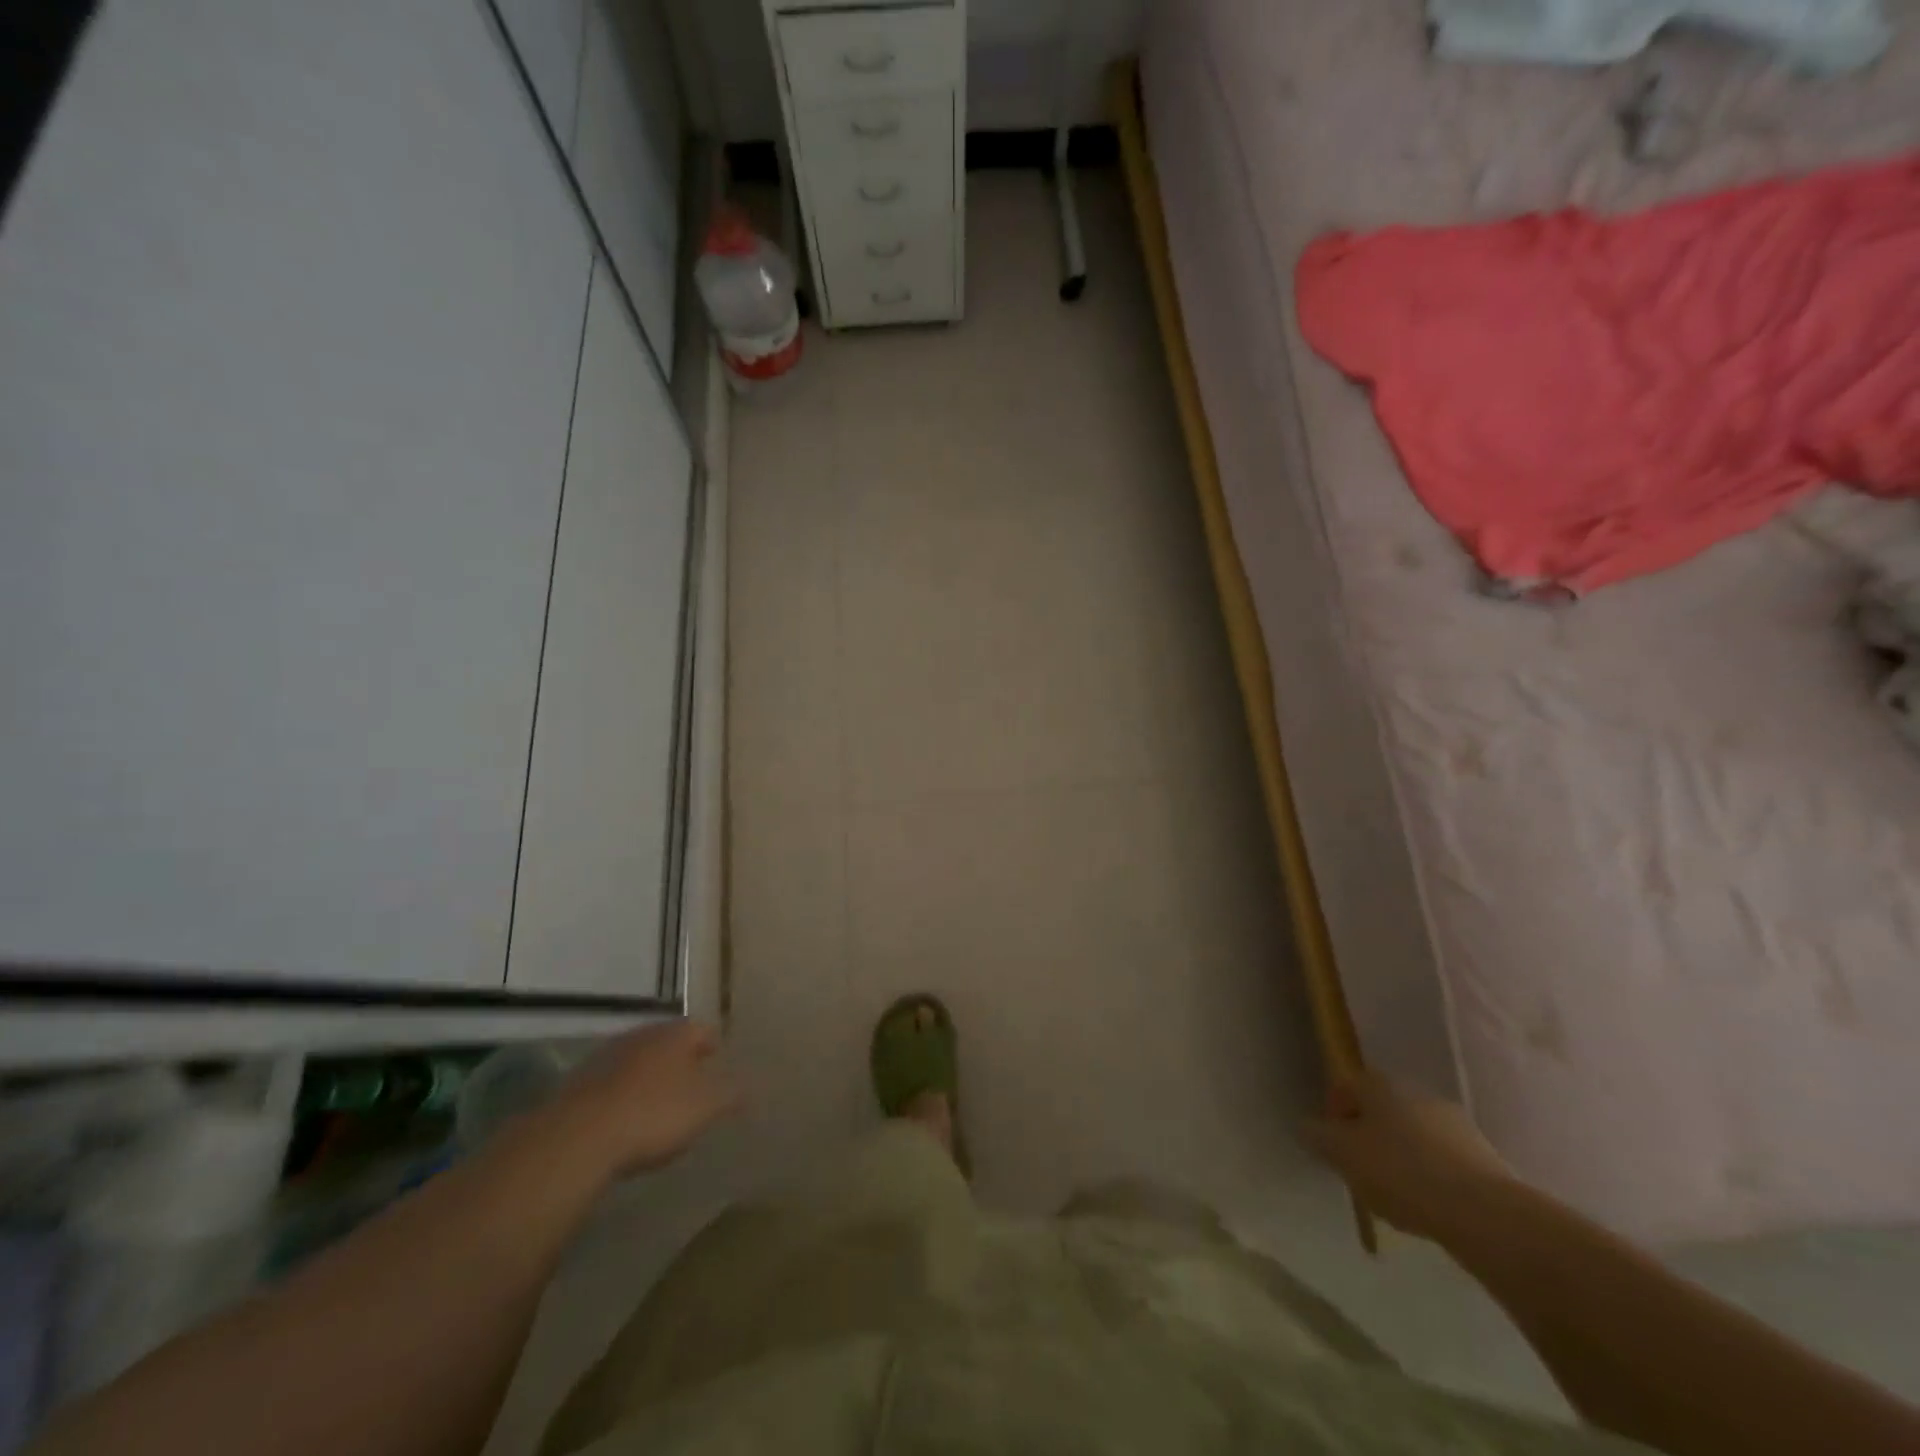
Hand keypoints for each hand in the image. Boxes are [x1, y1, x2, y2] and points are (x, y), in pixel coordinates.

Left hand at [538, 1021, 740, 1179]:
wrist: (578, 1137)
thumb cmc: (653, 1114)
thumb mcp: (705, 1107)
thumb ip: (731, 1094)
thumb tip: (751, 1087)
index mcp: (676, 1034)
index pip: (703, 1030)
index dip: (713, 1046)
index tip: (719, 1064)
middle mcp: (643, 1035)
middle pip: (669, 1042)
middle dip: (681, 1060)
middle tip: (692, 1084)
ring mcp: (607, 1056)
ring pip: (639, 1060)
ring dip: (649, 1077)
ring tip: (658, 1104)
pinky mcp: (579, 1083)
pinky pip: (612, 1084)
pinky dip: (622, 1095)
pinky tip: (625, 1120)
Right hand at [1302, 1072, 1515, 1241]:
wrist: (1486, 1215)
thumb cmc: (1401, 1174)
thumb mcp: (1343, 1155)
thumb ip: (1319, 1137)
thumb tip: (1307, 1127)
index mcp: (1380, 1085)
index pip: (1346, 1086)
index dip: (1334, 1111)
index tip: (1332, 1145)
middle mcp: (1417, 1093)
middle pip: (1381, 1109)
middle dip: (1369, 1134)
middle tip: (1361, 1169)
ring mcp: (1455, 1123)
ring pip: (1414, 1134)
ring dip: (1401, 1155)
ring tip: (1396, 1194)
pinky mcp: (1484, 1156)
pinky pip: (1443, 1159)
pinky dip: (1431, 1175)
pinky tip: (1428, 1205)